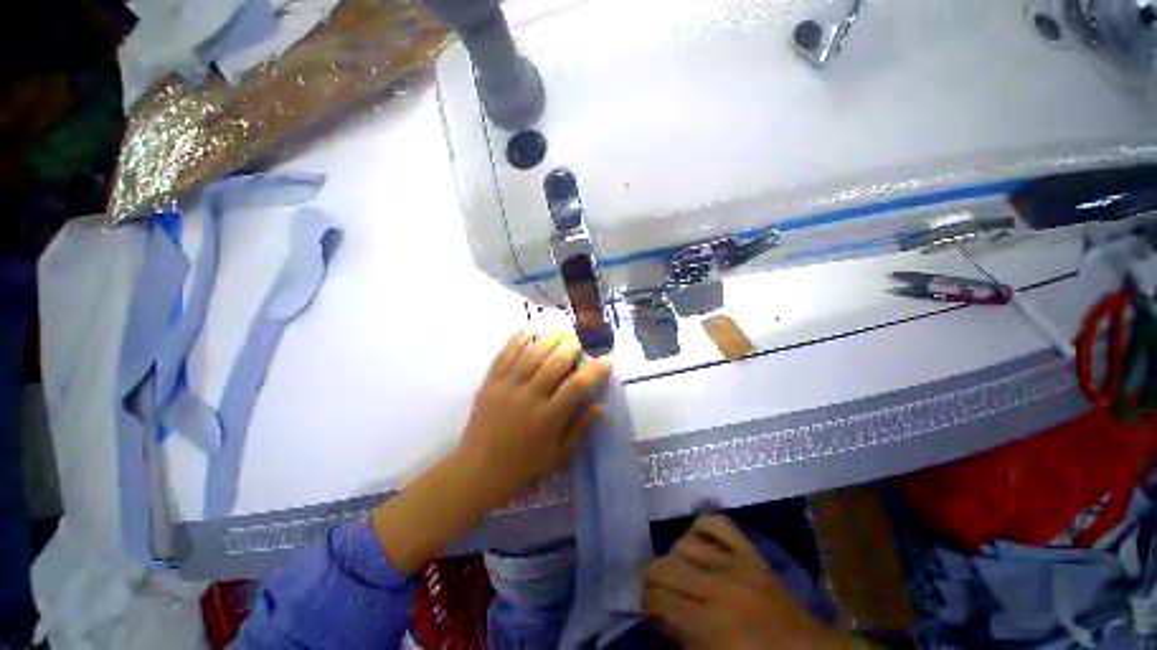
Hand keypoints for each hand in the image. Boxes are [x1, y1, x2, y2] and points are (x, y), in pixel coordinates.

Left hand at [458, 330, 611, 498]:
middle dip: (576, 345)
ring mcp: (508, 385)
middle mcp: (529, 396)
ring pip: (534, 351)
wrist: (477, 470)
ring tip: (564, 333)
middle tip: (585, 341)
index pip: (577, 385)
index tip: (606, 360)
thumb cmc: (523, 467)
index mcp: (548, 417)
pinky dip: (521, 338)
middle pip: (557, 360)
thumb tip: (600, 405)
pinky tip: (533, 332)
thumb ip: (581, 429)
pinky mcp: (491, 380)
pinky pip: (507, 351)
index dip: (595, 370)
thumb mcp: (558, 456)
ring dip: (553, 337)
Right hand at [644, 514, 853, 649]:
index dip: (646, 602)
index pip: (660, 599)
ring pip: (686, 543)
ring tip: (678, 570)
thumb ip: (682, 641)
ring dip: (674, 557)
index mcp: (711, 625)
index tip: (648, 609)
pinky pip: (718, 523)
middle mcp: (719, 587)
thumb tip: (658, 616)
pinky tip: (697, 541)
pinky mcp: (751, 552)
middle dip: (652, 577)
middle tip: (655, 590)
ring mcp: (736, 564)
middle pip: (667, 566)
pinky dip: (702, 527)